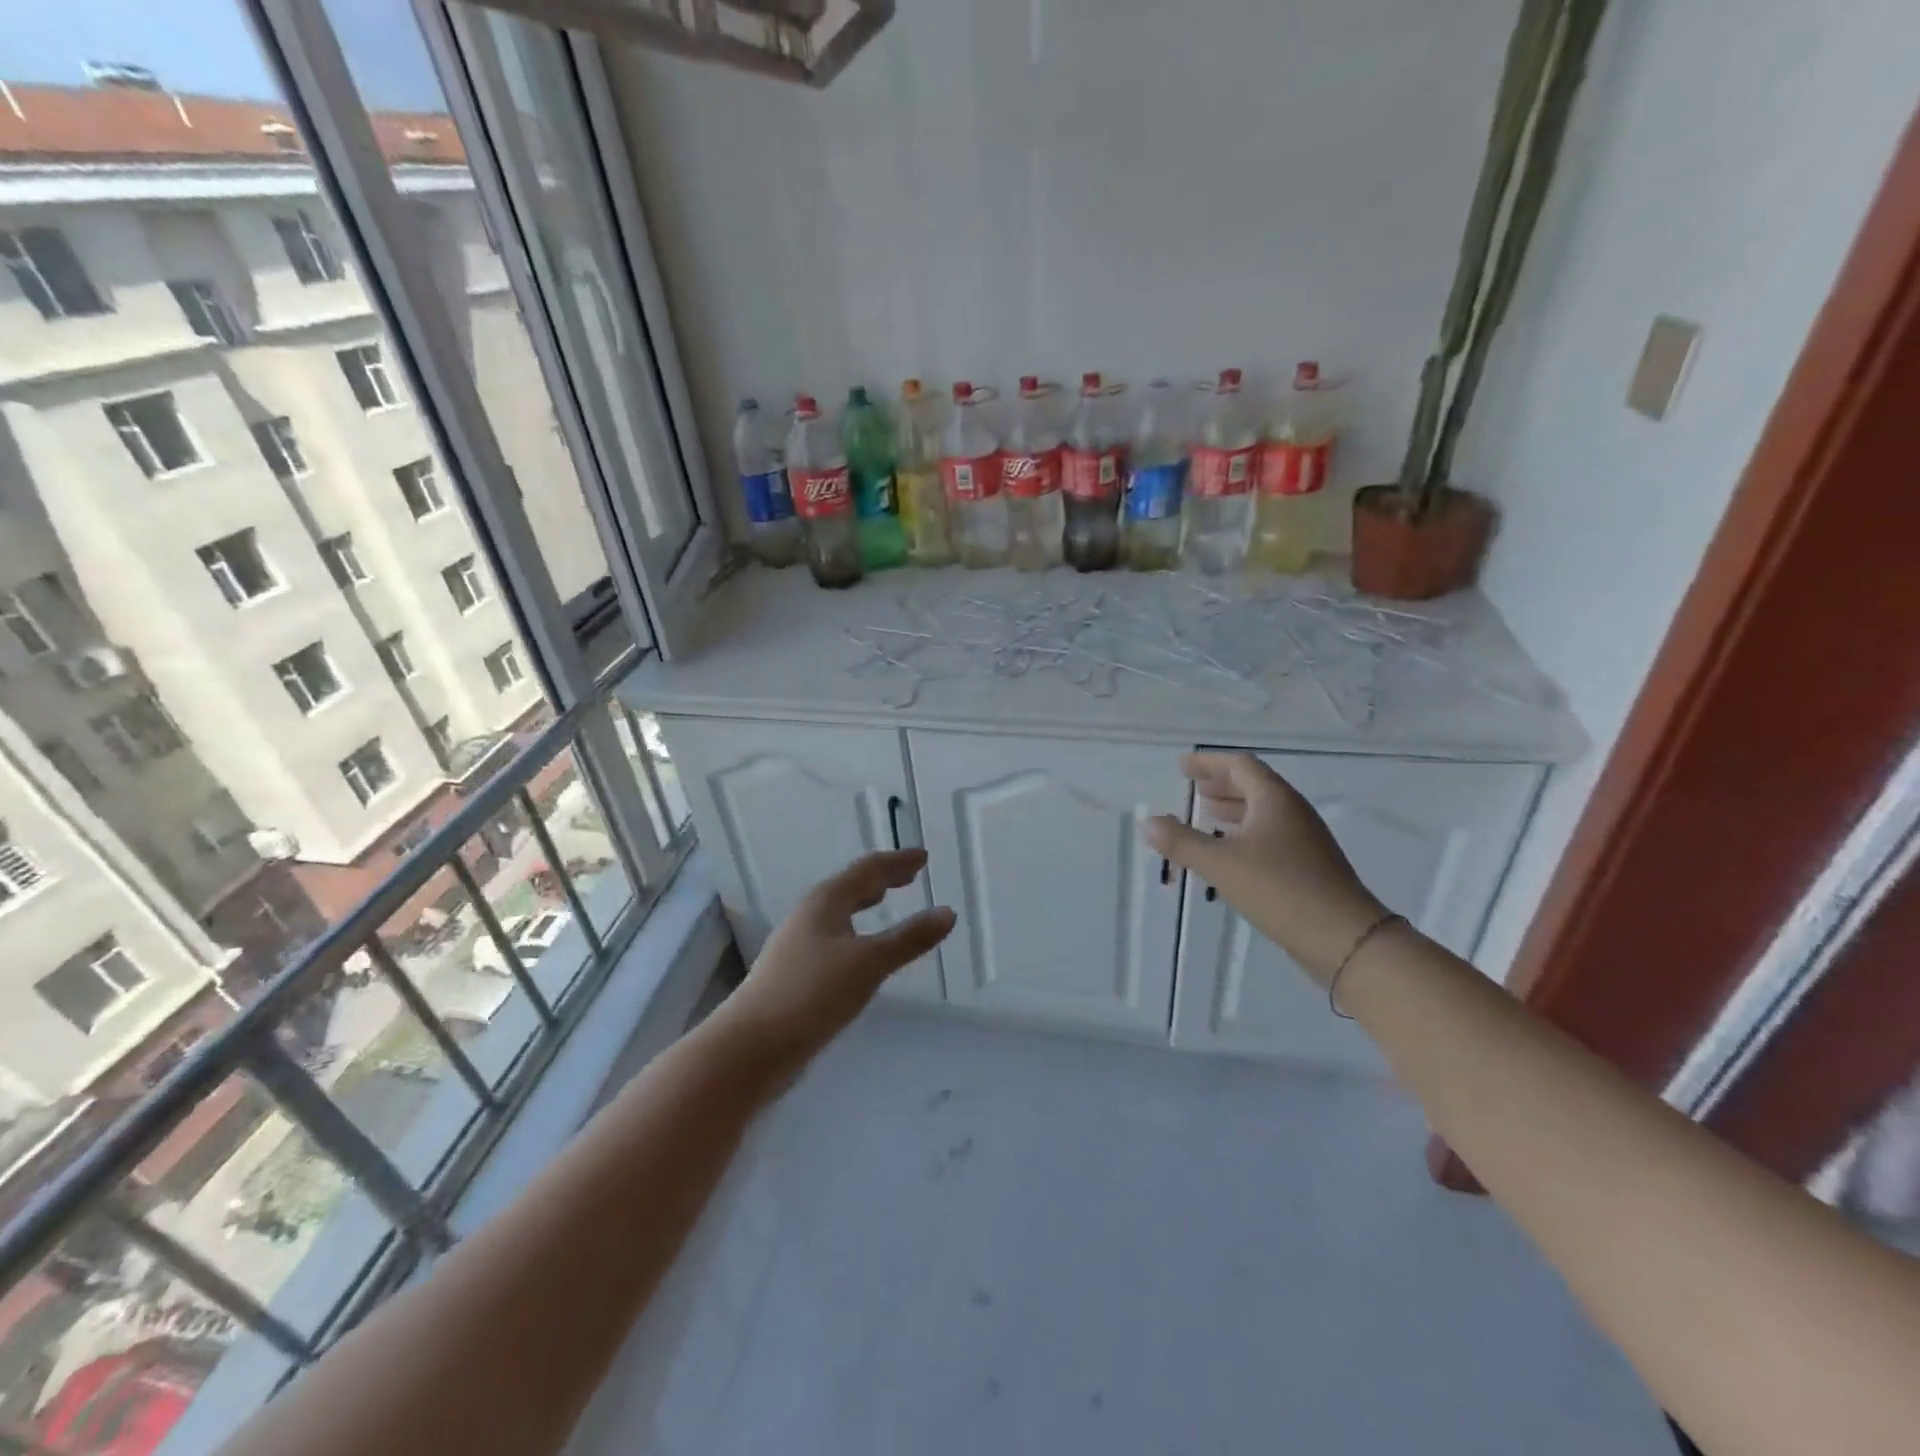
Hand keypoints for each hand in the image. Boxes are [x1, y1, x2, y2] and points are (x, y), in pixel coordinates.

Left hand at [706, 849, 955, 1074]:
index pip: (868, 870)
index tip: (923, 857)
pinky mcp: (794, 972)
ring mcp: (797, 944)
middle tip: (908, 875)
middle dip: (881, 879)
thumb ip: (909, 938)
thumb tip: (948, 912)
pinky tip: (859, 951)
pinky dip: (855, 931)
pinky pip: (833, 937)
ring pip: (838, 912)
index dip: (897, 862)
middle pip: (850, 887)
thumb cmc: (812, 994)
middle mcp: (809, 915)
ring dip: (864, 903)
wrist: (751, 1047)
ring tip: (883, 902)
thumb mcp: (869, 964)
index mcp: (826, 901)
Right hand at [1144, 753, 1389, 984]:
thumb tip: (1148, 822)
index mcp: (1275, 799)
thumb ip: (1181, 842)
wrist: (1345, 939)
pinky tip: (1231, 852)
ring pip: (1263, 812)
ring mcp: (1305, 840)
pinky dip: (1245, 832)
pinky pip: (1270, 835)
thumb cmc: (1279, 889)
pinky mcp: (1309, 866)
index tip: (1182, 766)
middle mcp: (1293, 812)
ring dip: (1234, 808)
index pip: (1239, 765)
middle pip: (1254, 785)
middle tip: (1193, 788)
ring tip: (1207, 814)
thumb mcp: (1220, 864)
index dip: (1208, 763)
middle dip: (1221, 783)